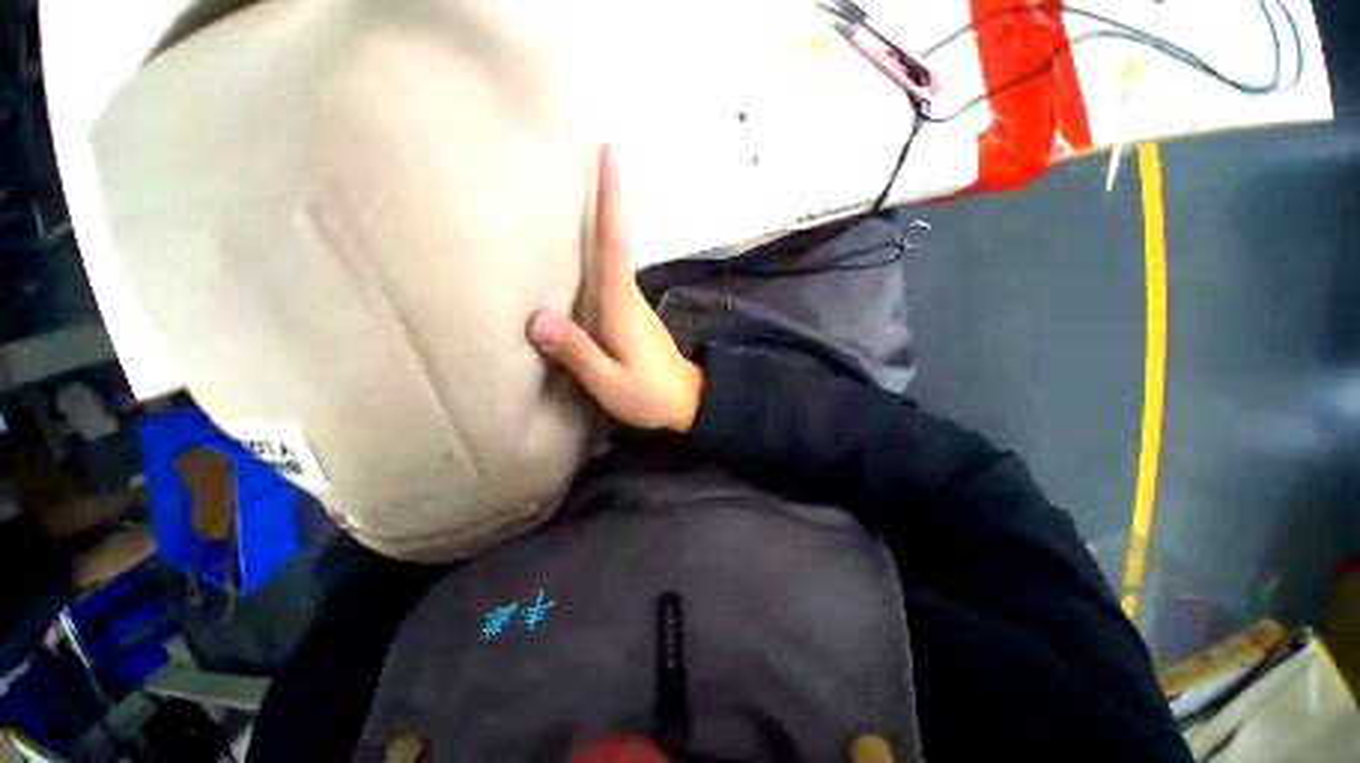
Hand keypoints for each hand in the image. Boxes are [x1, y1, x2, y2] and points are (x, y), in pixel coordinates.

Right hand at [527, 146, 702, 432]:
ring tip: (573, 193)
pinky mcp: (633, 316)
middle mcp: (630, 296)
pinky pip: (612, 276)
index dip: (612, 201)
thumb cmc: (650, 395)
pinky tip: (581, 253)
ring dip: (601, 223)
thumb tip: (536, 317)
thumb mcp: (609, 381)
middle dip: (604, 199)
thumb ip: (577, 352)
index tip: (609, 155)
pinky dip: (600, 254)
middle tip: (584, 157)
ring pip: (614, 257)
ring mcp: (634, 305)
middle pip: (615, 240)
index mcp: (622, 306)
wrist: (688, 403)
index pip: (615, 245)